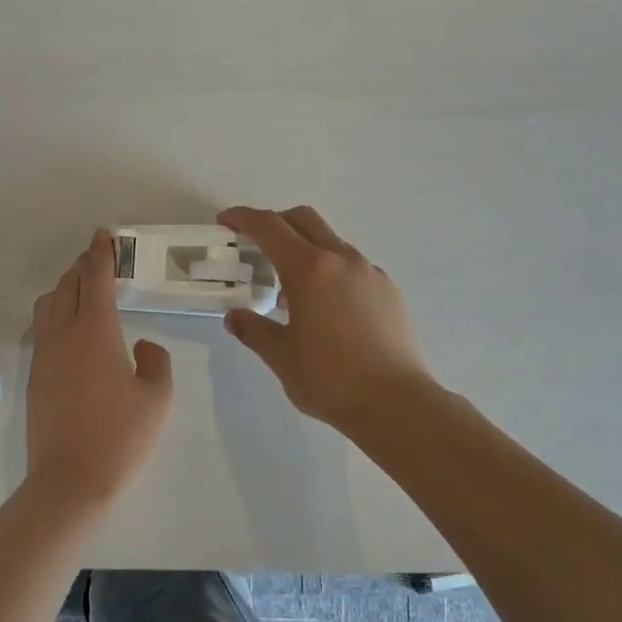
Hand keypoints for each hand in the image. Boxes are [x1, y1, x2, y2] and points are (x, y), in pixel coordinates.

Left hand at [26, 229, 173, 505]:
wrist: (70, 480)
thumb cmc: (121, 438)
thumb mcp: (157, 398)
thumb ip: (155, 361)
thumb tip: (142, 346)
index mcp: (96, 331)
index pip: (96, 278)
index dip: (101, 253)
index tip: (104, 235)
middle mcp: (63, 334)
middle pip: (68, 285)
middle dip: (83, 266)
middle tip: (99, 258)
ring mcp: (44, 355)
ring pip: (48, 304)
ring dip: (65, 287)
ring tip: (84, 289)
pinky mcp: (35, 376)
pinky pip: (42, 328)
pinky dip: (55, 312)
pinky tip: (69, 326)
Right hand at [219, 206, 432, 432]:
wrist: (395, 403)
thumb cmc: (329, 379)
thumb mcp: (280, 356)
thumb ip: (254, 330)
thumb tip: (235, 317)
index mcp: (309, 269)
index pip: (270, 227)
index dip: (243, 218)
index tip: (226, 221)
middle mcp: (342, 260)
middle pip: (304, 220)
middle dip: (276, 223)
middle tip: (255, 245)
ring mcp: (370, 273)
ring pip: (331, 242)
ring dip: (305, 249)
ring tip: (290, 289)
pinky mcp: (389, 290)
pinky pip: (352, 267)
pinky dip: (330, 271)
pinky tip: (325, 307)